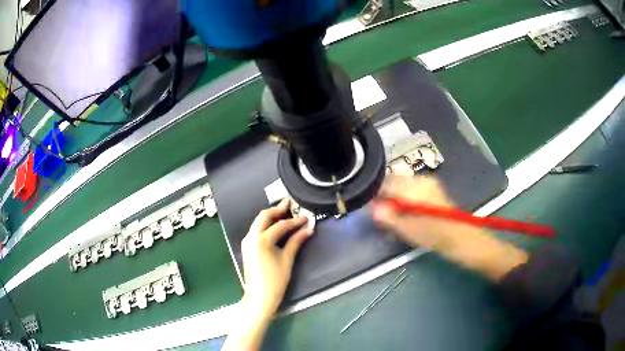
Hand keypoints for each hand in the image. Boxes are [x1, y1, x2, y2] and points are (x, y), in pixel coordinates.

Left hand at [241, 198, 312, 320]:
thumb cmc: (275, 280)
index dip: (295, 221)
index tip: (307, 218)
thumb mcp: (287, 260)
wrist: (259, 297)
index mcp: (261, 240)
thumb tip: (308, 229)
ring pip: (258, 222)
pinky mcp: (247, 247)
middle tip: (291, 205)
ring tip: (286, 214)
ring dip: (271, 217)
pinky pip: (256, 230)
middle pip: (264, 216)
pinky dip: (266, 225)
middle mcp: (251, 237)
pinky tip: (276, 227)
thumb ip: (296, 241)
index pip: (281, 225)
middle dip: (278, 210)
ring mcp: (247, 241)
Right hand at [371, 175, 527, 280]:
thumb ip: (388, 217)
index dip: (375, 195)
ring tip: (394, 216)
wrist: (463, 238)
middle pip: (393, 181)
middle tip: (382, 215)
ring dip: (394, 197)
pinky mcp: (432, 189)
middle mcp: (420, 180)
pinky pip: (410, 188)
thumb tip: (371, 207)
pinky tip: (406, 212)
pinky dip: (404, 198)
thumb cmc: (436, 236)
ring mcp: (428, 183)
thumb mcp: (409, 230)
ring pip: (402, 185)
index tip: (369, 208)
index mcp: (413, 188)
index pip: (385, 183)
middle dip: (384, 196)